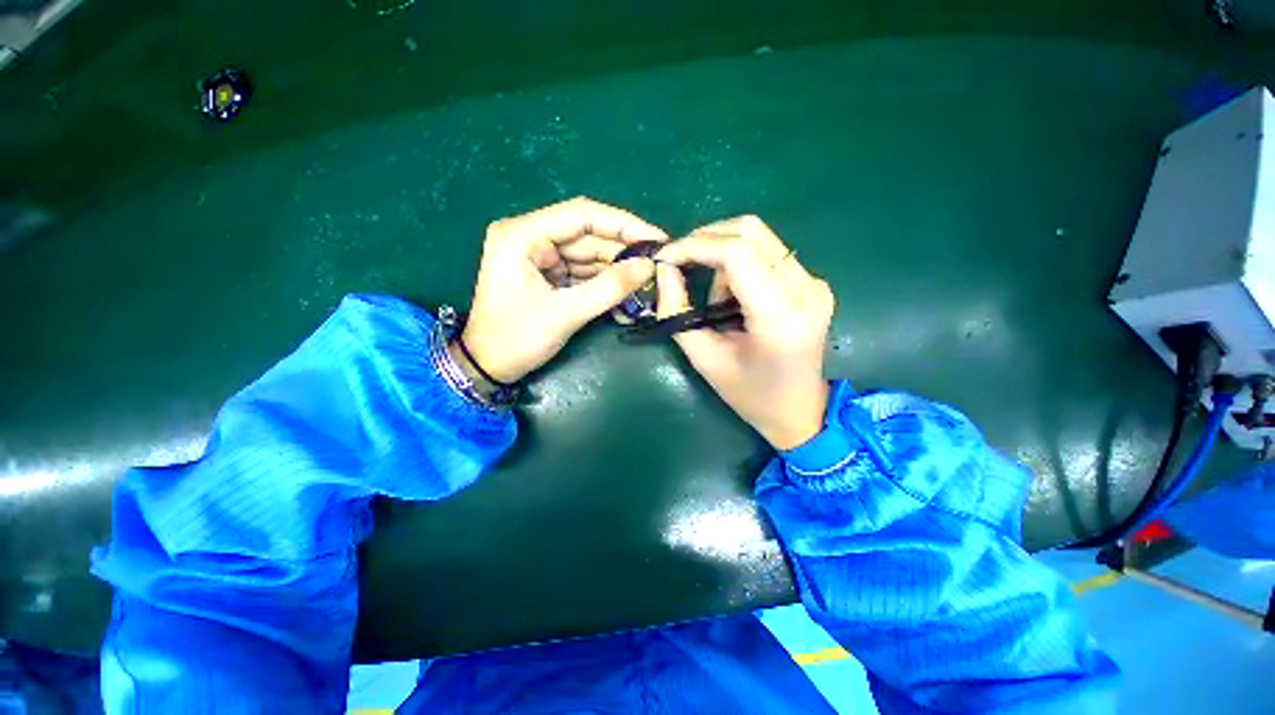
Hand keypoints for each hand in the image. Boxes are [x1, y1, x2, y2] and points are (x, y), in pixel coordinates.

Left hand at [460, 197, 666, 383]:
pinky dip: (604, 282)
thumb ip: (610, 288)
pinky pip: (582, 271)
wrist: (488, 367)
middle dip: (623, 251)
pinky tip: (627, 291)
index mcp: (523, 234)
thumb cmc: (517, 339)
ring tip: (648, 281)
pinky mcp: (546, 273)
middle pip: (587, 235)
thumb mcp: (566, 313)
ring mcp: (538, 256)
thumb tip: (649, 267)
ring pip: (588, 254)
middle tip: (658, 263)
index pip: (582, 214)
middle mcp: (530, 237)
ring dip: (617, 269)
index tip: (656, 238)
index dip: (623, 224)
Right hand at [656, 216, 833, 449]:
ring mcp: (815, 283)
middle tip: (679, 261)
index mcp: (780, 317)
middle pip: (751, 231)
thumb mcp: (704, 359)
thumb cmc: (750, 395)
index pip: (737, 253)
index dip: (695, 246)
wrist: (801, 411)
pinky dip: (739, 264)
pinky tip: (733, 297)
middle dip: (706, 238)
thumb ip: (677, 312)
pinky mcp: (813, 282)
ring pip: (759, 238)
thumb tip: (664, 269)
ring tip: (714, 299)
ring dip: (723, 255)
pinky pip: (768, 253)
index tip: (666, 256)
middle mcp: (806, 290)